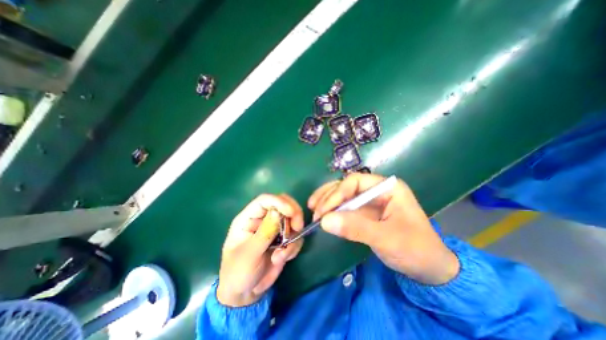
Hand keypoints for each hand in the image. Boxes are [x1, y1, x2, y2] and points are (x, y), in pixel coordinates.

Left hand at [217, 193, 305, 306]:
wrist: (245, 294)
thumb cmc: (238, 273)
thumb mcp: (249, 255)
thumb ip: (264, 233)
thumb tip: (277, 212)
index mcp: (248, 218)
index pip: (265, 200)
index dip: (280, 202)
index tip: (292, 212)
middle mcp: (263, 219)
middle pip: (283, 203)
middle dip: (293, 214)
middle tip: (298, 228)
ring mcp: (274, 228)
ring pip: (293, 219)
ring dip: (292, 237)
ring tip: (281, 256)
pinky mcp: (283, 238)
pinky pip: (296, 235)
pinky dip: (293, 247)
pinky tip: (282, 259)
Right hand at [309, 174, 456, 285]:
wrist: (430, 270)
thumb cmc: (415, 250)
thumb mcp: (387, 239)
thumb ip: (356, 228)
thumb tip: (324, 221)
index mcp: (388, 188)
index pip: (355, 181)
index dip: (337, 193)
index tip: (323, 210)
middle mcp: (377, 190)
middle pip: (347, 186)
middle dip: (329, 196)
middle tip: (314, 210)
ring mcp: (370, 201)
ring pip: (344, 195)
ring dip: (328, 200)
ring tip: (313, 208)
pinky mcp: (366, 213)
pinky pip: (346, 207)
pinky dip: (333, 211)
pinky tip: (323, 215)